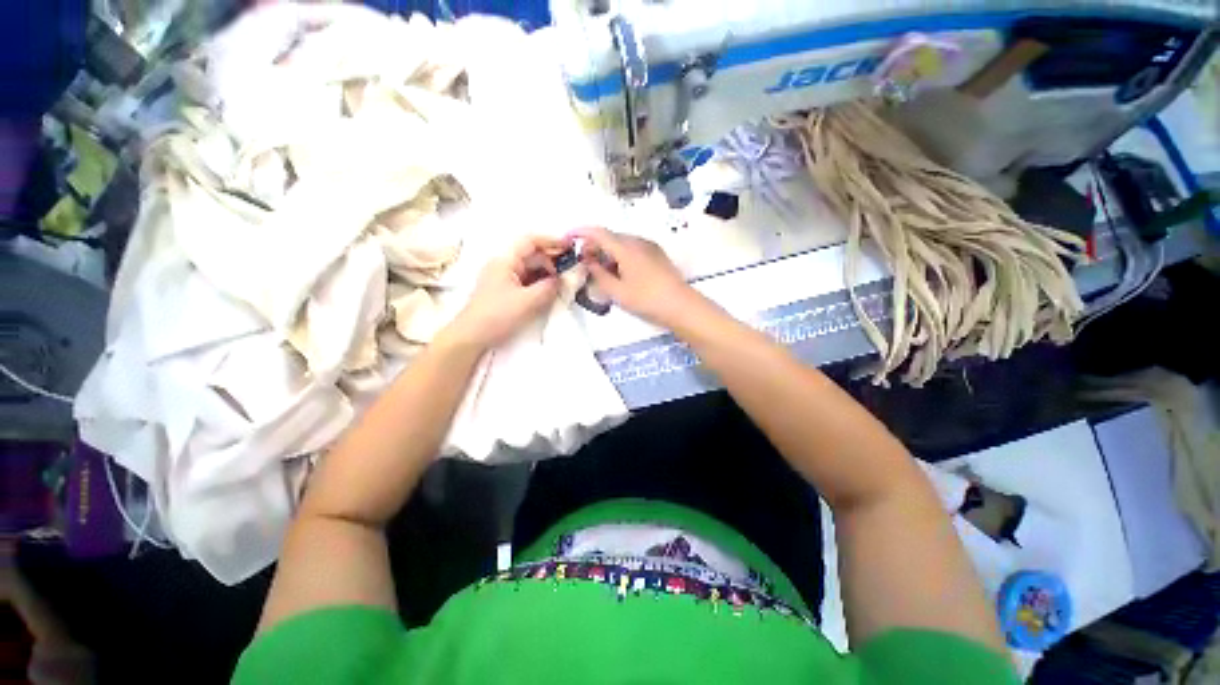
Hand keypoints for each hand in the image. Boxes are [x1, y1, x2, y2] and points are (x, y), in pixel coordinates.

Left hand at [443, 236, 570, 350]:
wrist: (471, 337)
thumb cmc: (497, 316)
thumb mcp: (527, 302)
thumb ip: (548, 288)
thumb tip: (561, 279)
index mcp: (505, 261)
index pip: (530, 241)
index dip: (551, 241)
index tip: (570, 247)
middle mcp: (504, 265)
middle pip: (531, 254)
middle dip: (551, 259)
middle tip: (570, 269)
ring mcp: (504, 278)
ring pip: (530, 268)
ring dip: (547, 272)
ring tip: (563, 281)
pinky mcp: (505, 291)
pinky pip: (526, 280)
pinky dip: (539, 282)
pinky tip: (549, 290)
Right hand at [572, 227, 702, 327]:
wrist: (681, 306)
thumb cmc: (647, 300)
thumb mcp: (617, 291)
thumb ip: (599, 274)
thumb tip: (588, 261)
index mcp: (626, 247)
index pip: (598, 232)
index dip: (580, 232)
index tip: (567, 238)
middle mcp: (638, 241)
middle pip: (610, 236)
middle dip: (594, 245)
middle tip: (584, 262)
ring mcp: (650, 246)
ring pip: (622, 243)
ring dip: (607, 252)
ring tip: (601, 270)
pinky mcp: (657, 254)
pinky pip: (633, 249)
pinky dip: (620, 255)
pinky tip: (619, 272)